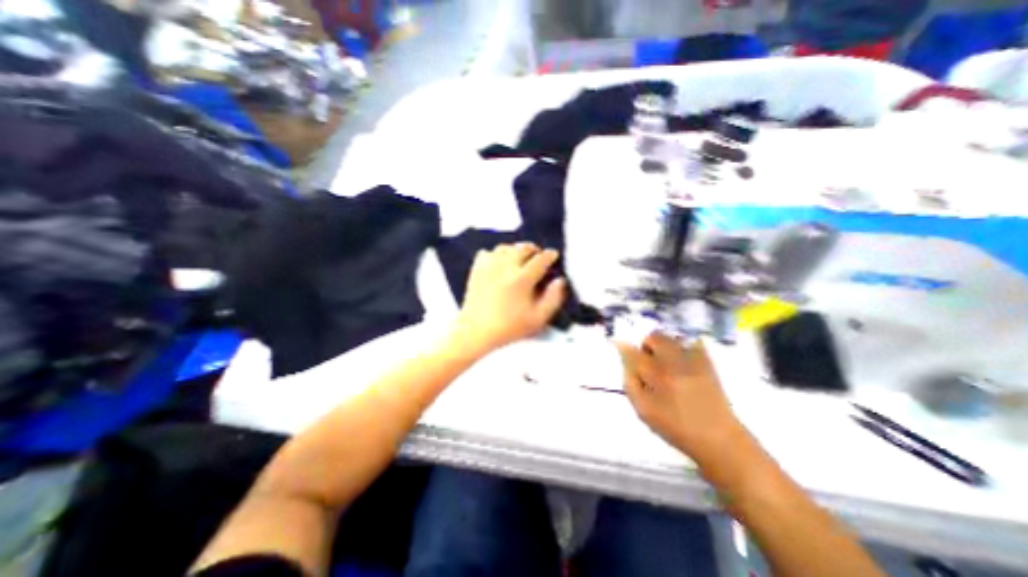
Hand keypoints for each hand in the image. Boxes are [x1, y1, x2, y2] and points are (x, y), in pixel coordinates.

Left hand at [454, 242, 570, 354]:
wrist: (476, 332)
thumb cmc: (509, 328)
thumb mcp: (538, 319)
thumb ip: (553, 298)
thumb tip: (560, 281)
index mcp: (522, 278)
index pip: (541, 259)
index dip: (550, 255)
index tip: (553, 255)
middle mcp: (506, 267)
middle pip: (523, 248)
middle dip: (534, 249)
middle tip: (538, 256)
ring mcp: (489, 266)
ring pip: (505, 247)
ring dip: (515, 250)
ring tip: (520, 258)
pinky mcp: (477, 269)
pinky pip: (487, 253)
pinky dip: (496, 255)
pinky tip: (499, 263)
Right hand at [614, 333, 743, 464]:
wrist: (718, 439)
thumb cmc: (675, 428)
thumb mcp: (644, 410)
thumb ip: (630, 383)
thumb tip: (625, 362)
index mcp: (658, 376)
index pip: (634, 352)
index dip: (623, 347)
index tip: (617, 344)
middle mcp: (676, 363)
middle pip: (654, 337)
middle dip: (646, 345)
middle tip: (647, 361)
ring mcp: (694, 361)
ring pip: (671, 338)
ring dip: (662, 345)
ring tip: (664, 362)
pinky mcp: (708, 363)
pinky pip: (692, 342)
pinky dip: (682, 347)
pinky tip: (681, 361)